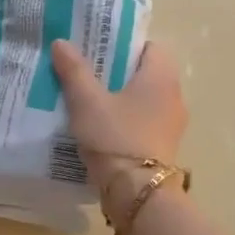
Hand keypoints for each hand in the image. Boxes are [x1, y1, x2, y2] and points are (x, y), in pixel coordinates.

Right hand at [49, 39, 188, 217]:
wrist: (136, 192)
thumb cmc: (115, 137)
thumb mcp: (87, 102)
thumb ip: (74, 71)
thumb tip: (61, 42)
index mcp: (161, 77)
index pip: (151, 46)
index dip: (125, 45)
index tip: (98, 51)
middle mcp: (173, 96)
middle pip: (145, 74)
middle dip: (117, 73)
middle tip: (85, 75)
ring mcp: (171, 124)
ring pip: (144, 100)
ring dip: (120, 99)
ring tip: (88, 103)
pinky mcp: (162, 147)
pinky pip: (143, 123)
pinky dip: (125, 121)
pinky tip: (100, 129)